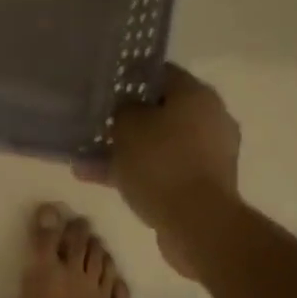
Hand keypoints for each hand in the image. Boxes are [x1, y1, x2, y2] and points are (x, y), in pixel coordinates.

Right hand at [89, 66, 241, 279]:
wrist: (198, 224)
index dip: (130, 78)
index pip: (161, 73)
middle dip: (126, 120)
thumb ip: (122, 109)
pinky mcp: (204, 185)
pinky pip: (164, 169)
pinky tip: (99, 180)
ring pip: (158, 144)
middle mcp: (210, 119)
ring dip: (126, 150)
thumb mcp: (127, 125)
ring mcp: (209, 155)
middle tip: (96, 125)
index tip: (106, 88)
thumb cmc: (161, 162)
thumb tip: (126, 109)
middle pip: (161, 111)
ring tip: (86, 160)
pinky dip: (137, 173)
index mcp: (197, 95)